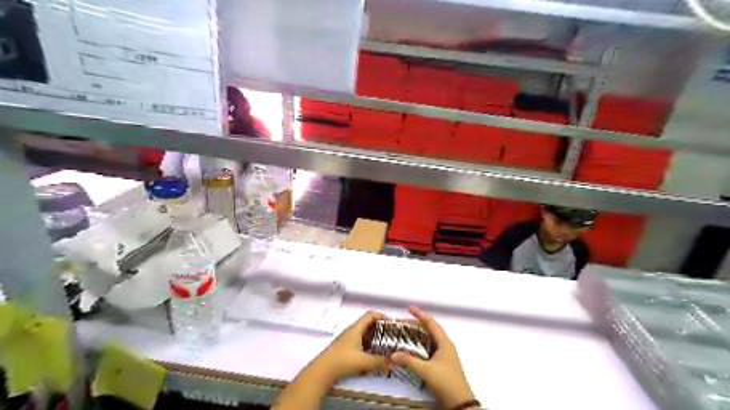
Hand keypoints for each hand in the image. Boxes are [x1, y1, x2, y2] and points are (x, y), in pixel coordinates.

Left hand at [310, 313, 392, 381]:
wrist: (322, 371)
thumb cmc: (342, 361)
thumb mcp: (363, 362)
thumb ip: (379, 362)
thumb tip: (394, 363)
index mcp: (356, 328)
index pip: (370, 315)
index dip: (382, 316)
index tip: (391, 324)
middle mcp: (352, 331)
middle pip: (368, 324)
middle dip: (380, 328)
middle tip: (390, 336)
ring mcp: (347, 339)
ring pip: (364, 334)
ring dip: (374, 338)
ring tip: (384, 346)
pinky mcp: (345, 348)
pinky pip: (360, 342)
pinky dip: (368, 345)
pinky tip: (372, 355)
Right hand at [390, 306, 476, 408]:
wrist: (459, 402)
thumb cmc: (446, 382)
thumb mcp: (426, 370)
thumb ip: (409, 361)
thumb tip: (393, 354)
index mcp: (444, 342)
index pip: (430, 323)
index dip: (419, 314)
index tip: (409, 308)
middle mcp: (445, 346)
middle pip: (429, 330)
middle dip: (416, 324)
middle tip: (402, 322)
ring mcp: (444, 355)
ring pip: (429, 339)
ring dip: (417, 335)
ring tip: (405, 333)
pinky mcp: (442, 364)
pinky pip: (429, 348)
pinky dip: (420, 345)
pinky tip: (412, 349)